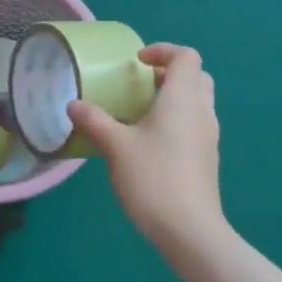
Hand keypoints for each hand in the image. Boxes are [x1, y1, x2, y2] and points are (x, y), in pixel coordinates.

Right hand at [68, 43, 225, 252]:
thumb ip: (94, 121)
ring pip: (197, 102)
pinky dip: (175, 119)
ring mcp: (208, 136)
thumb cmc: (153, 178)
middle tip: (139, 84)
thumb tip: (73, 104)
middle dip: (169, 73)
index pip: (186, 57)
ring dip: (172, 97)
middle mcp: (201, 111)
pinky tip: (149, 142)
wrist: (189, 230)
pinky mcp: (207, 158)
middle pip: (196, 77)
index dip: (162, 51)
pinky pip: (194, 124)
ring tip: (139, 112)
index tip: (136, 62)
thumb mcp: (115, 146)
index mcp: (182, 99)